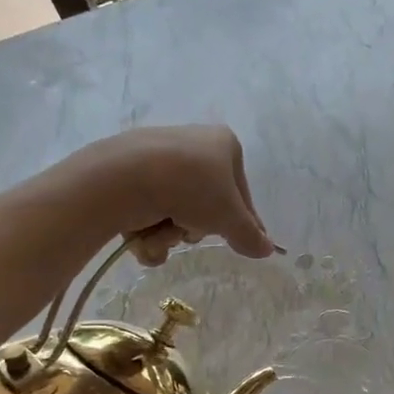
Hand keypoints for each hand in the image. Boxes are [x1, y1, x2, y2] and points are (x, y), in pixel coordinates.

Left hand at [78, 126, 274, 262]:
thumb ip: (250, 235)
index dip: (241, 221)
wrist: (126, 176)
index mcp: (224, 144)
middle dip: (196, 227)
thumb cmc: (192, 188)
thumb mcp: (230, 217)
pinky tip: (140, 235)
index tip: (240, 243)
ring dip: (169, 233)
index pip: (240, 191)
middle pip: (204, 204)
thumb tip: (267, 249)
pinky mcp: (128, 172)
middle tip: (189, 231)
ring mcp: (158, 157)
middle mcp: (192, 144)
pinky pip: (146, 209)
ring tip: (160, 233)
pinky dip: (145, 230)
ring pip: (174, 211)